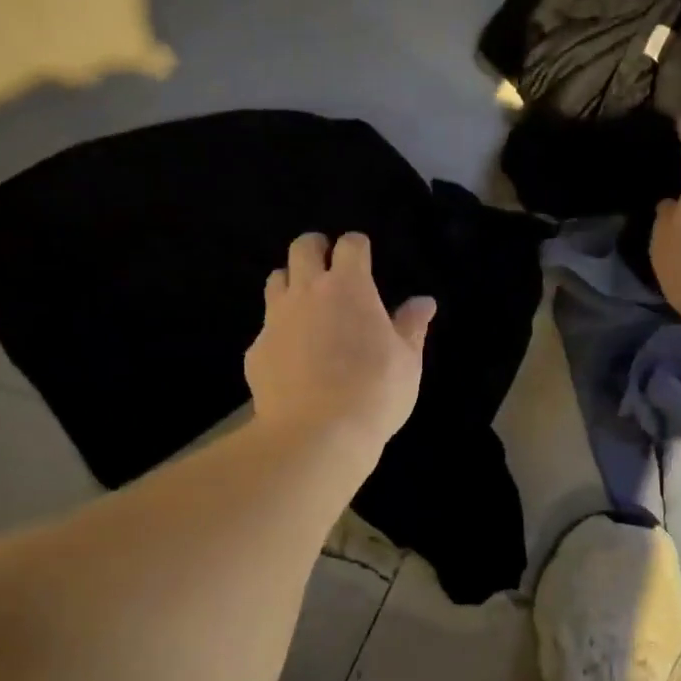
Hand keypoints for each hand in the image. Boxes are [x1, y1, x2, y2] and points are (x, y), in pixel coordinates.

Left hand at [244, 232, 434, 454]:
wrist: (316, 435)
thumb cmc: (375, 391)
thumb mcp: (408, 360)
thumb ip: (412, 326)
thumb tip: (424, 302)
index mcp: (349, 287)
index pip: (350, 244)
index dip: (357, 246)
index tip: (363, 256)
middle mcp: (307, 292)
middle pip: (303, 247)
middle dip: (316, 248)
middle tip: (329, 266)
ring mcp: (276, 320)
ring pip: (276, 280)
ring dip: (292, 283)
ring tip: (307, 305)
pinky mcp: (256, 351)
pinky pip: (266, 328)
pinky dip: (280, 332)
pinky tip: (292, 357)